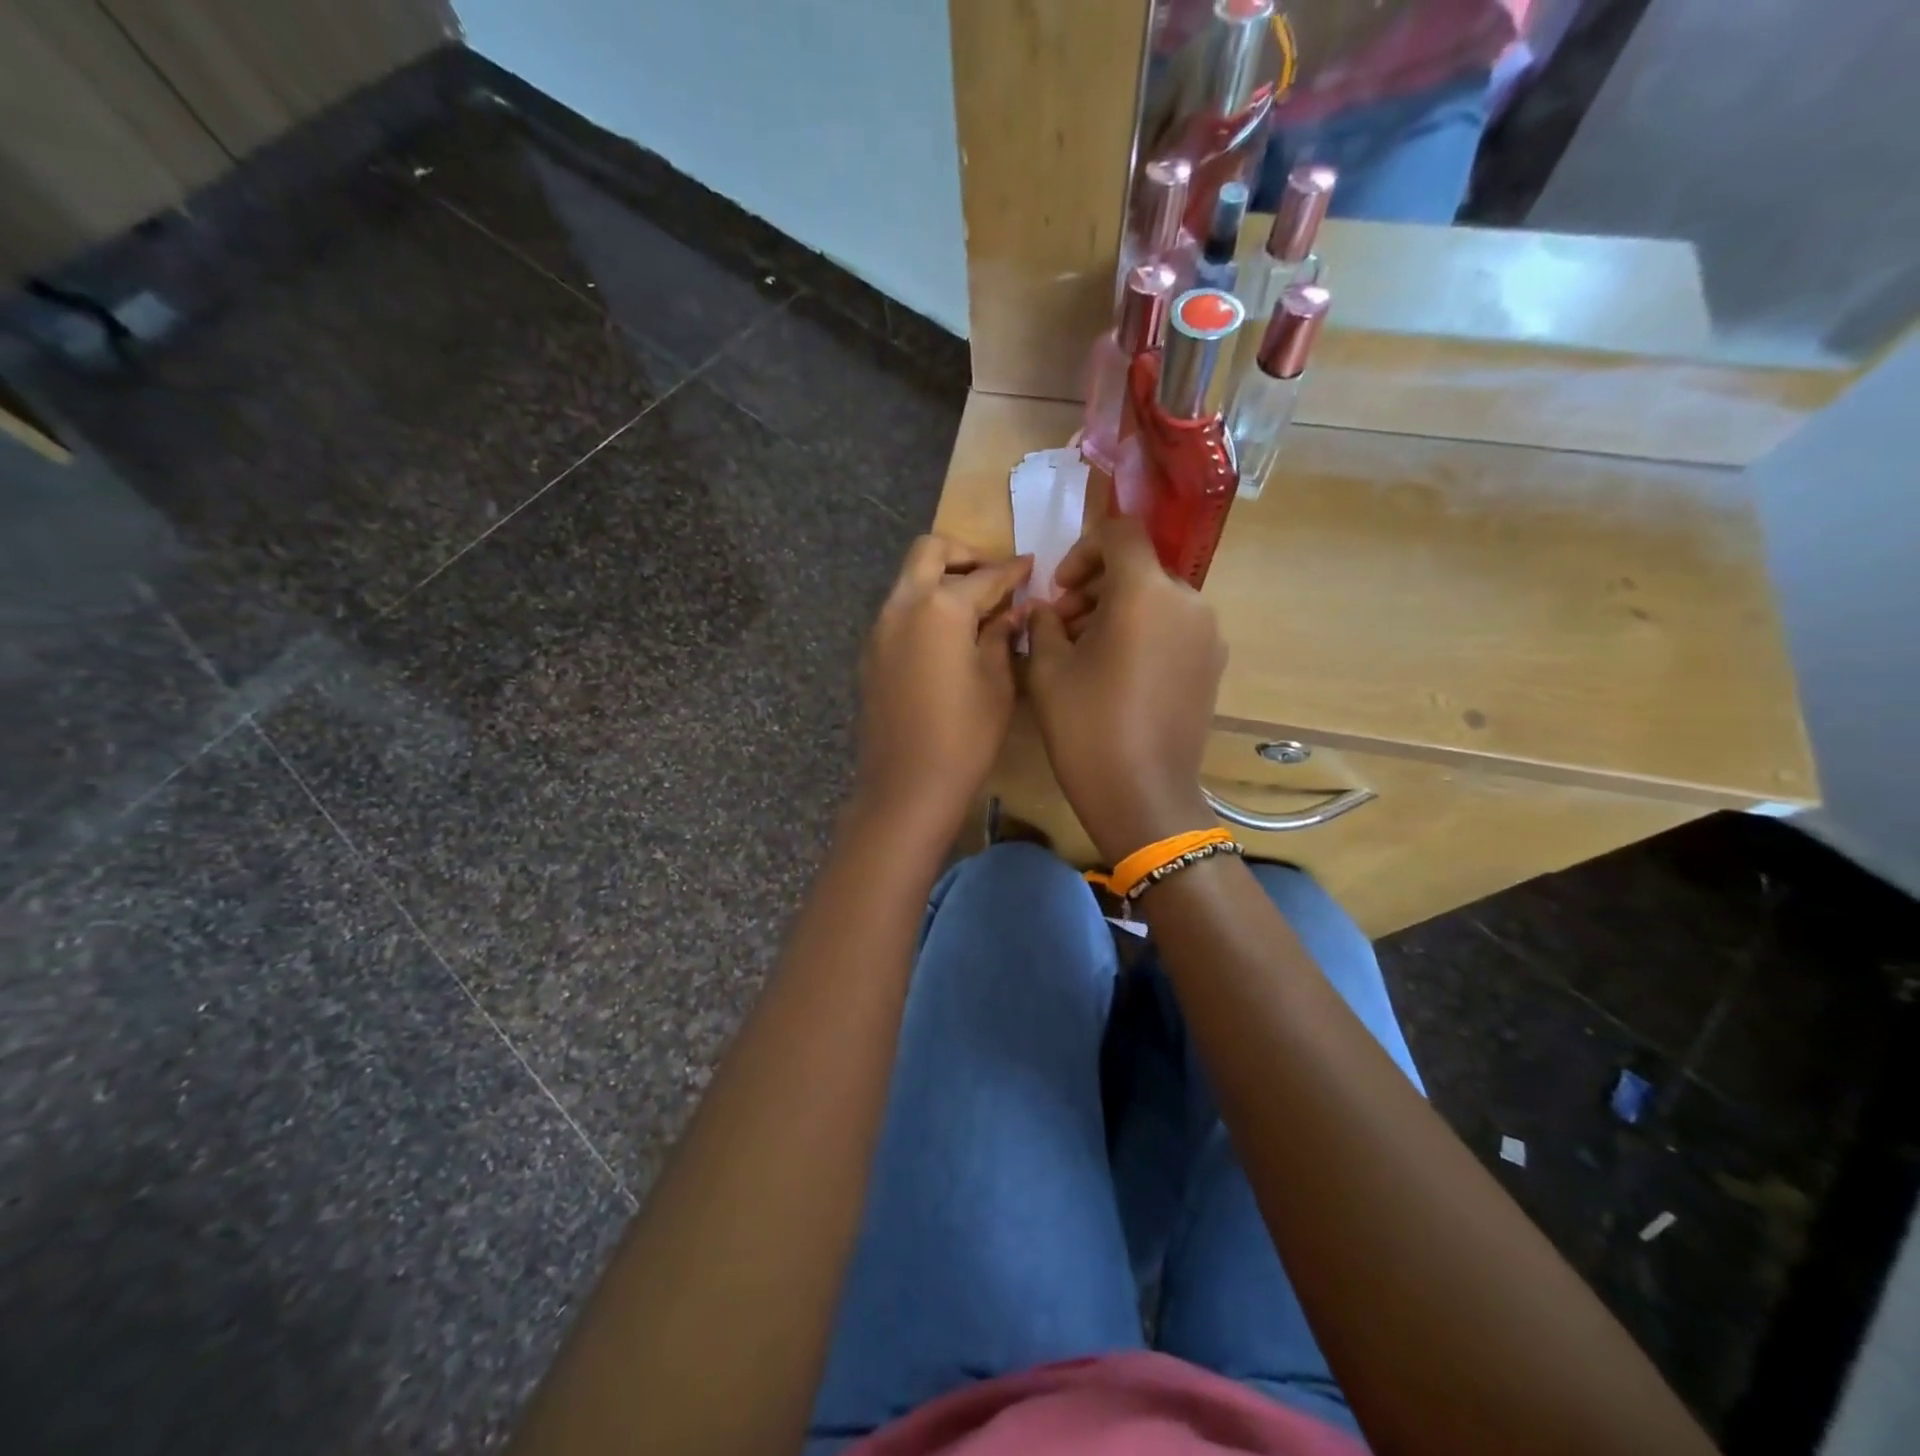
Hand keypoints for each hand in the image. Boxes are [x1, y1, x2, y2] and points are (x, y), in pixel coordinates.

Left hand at [853, 536, 1031, 842]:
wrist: (906, 786)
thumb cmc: (964, 738)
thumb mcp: (997, 684)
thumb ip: (1001, 637)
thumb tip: (1011, 612)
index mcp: (940, 607)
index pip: (984, 576)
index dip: (1012, 570)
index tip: (1030, 565)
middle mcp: (902, 605)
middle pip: (930, 552)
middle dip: (964, 555)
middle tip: (993, 578)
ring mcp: (880, 629)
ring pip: (909, 580)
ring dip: (941, 580)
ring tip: (975, 609)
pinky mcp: (871, 653)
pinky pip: (899, 611)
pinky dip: (924, 608)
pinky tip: (948, 638)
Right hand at [1028, 517, 1225, 862]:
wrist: (1144, 796)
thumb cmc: (1087, 729)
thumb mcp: (1048, 672)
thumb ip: (1044, 624)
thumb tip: (1046, 610)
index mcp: (1145, 593)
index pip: (1121, 534)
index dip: (1083, 549)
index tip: (1060, 589)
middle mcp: (1187, 602)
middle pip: (1139, 568)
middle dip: (1096, 586)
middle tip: (1062, 626)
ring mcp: (1208, 635)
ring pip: (1157, 598)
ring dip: (1119, 610)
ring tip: (1085, 651)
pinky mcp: (1213, 664)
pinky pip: (1174, 627)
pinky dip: (1144, 631)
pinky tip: (1117, 671)